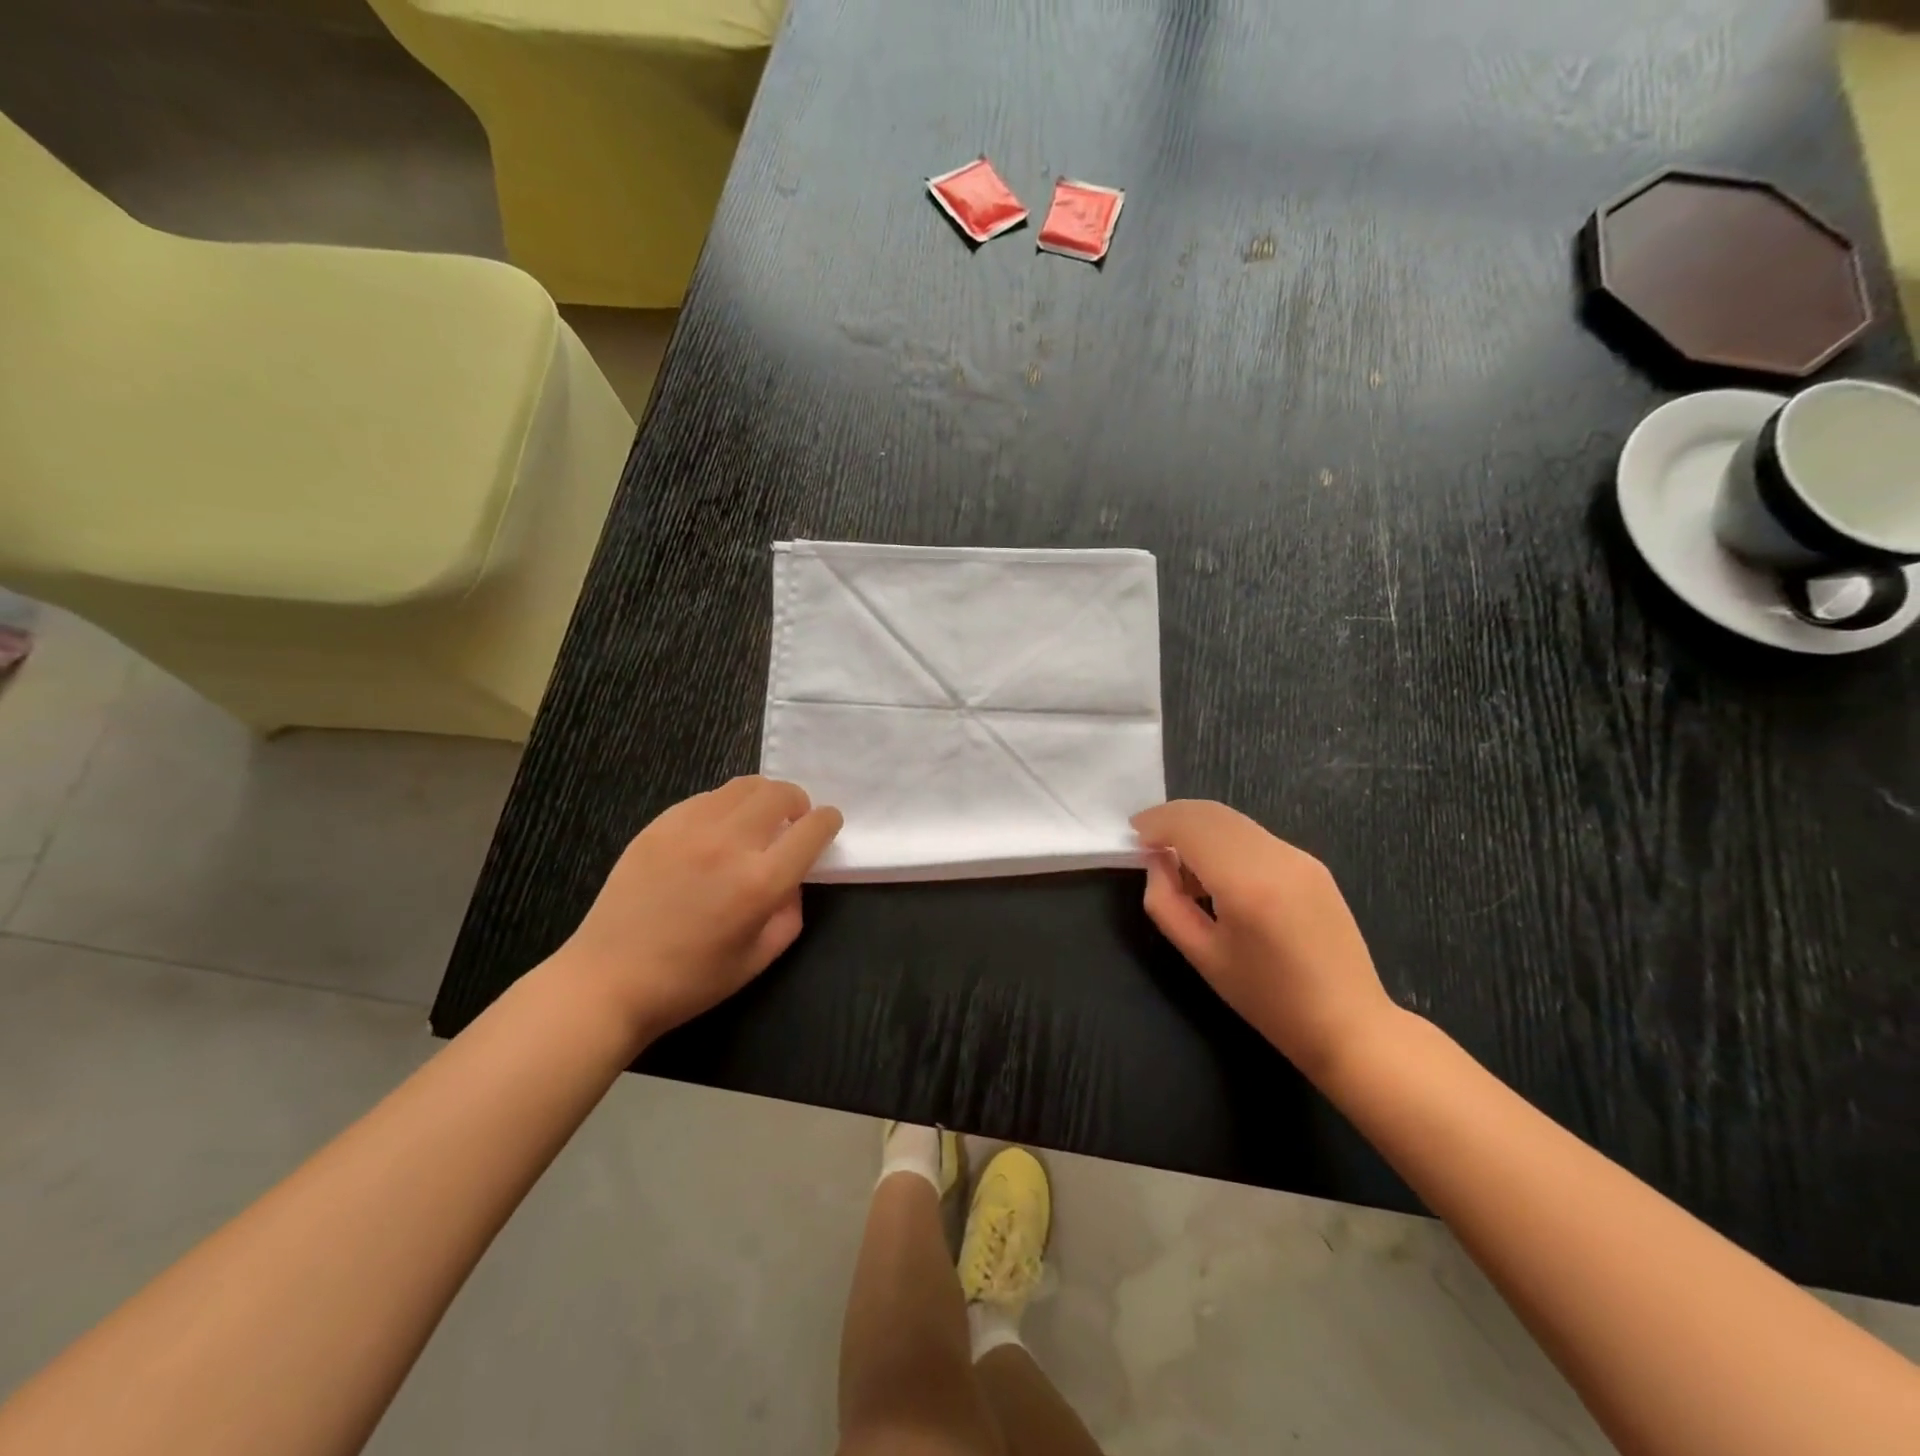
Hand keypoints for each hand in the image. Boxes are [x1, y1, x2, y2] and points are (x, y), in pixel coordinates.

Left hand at [559, 776, 842, 1039]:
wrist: (609, 980)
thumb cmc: (691, 980)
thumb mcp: (760, 957)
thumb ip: (790, 911)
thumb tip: (793, 877)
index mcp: (760, 882)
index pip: (812, 828)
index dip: (828, 821)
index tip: (827, 825)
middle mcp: (729, 843)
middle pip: (780, 793)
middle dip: (798, 802)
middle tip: (793, 821)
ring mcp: (690, 828)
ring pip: (743, 786)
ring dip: (763, 797)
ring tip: (758, 820)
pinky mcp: (660, 825)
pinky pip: (707, 797)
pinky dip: (726, 805)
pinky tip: (717, 831)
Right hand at [1131, 800, 1398, 1081]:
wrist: (1348, 1023)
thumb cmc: (1268, 1000)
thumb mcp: (1202, 956)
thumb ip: (1166, 903)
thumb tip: (1156, 862)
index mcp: (1247, 884)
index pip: (1191, 827)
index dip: (1156, 823)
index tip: (1133, 836)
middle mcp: (1277, 857)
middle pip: (1213, 814)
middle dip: (1174, 819)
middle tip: (1147, 841)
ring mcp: (1300, 857)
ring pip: (1234, 821)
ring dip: (1199, 829)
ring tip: (1179, 863)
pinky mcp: (1312, 864)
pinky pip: (1255, 837)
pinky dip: (1224, 840)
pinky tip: (1216, 873)